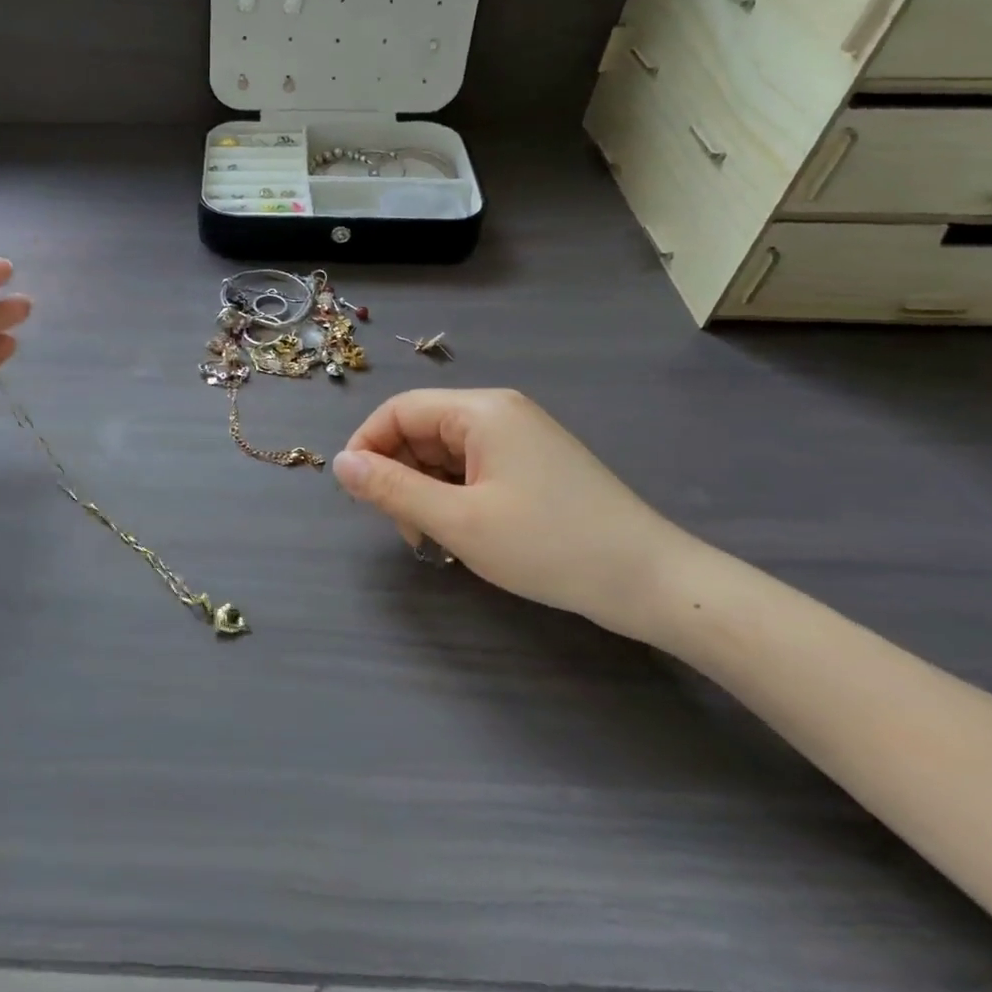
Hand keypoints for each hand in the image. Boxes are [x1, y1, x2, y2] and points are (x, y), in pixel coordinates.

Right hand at [332, 389, 695, 638]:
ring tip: (435, 539)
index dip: (367, 446)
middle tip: (406, 530)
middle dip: (399, 475)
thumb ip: (391, 488)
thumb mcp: (458, 521)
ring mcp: (520, 439)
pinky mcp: (533, 465)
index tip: (356, 495)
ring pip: (444, 453)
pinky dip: (453, 496)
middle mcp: (499, 413)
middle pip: (421, 430)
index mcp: (481, 411)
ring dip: (425, 491)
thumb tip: (339, 463)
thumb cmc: (548, 545)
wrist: (652, 581)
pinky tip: (462, 532)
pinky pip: (472, 468)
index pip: (398, 410)